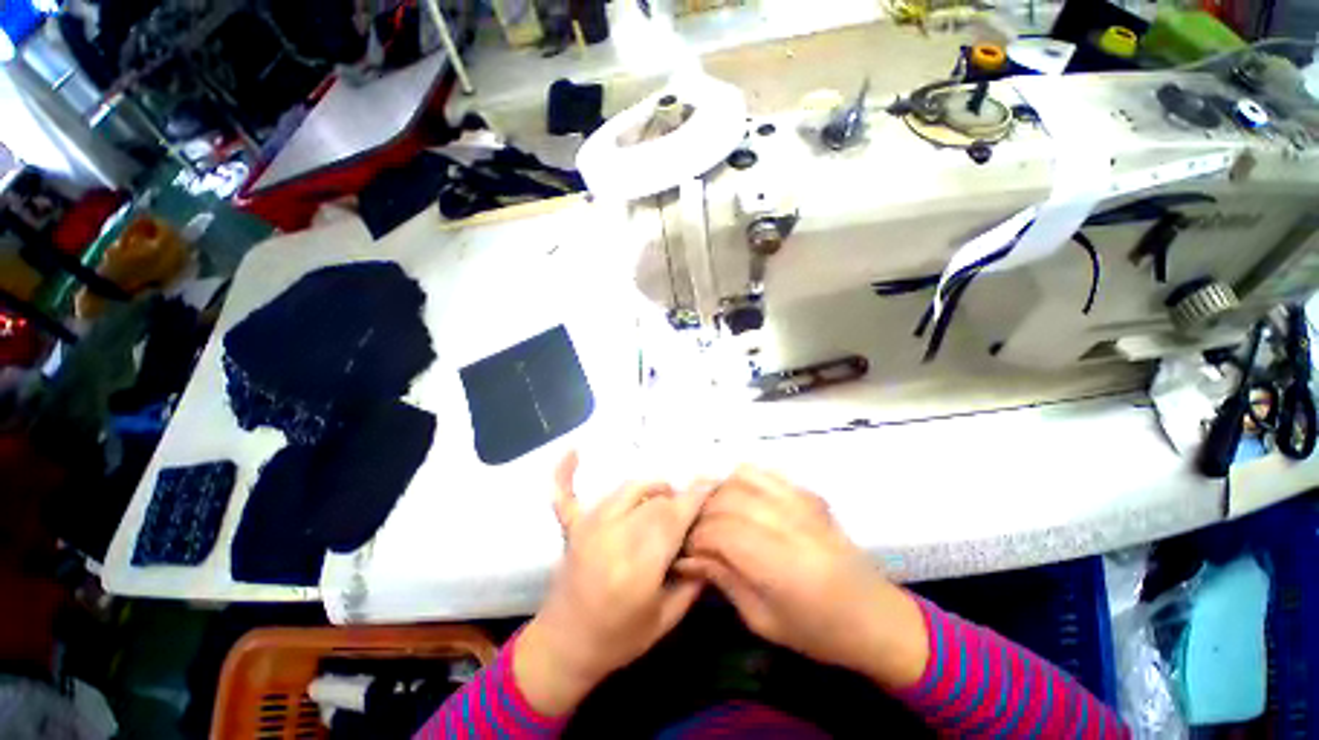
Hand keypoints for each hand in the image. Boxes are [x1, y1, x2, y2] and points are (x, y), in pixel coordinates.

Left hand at [515, 452, 710, 716]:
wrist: (563, 647)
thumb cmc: (618, 640)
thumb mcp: (665, 620)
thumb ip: (692, 581)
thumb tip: (708, 543)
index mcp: (638, 566)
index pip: (674, 517)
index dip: (696, 496)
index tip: (713, 481)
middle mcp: (612, 536)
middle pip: (656, 500)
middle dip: (677, 500)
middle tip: (687, 513)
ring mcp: (588, 528)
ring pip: (628, 489)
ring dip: (651, 489)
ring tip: (662, 501)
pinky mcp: (572, 527)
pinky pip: (566, 494)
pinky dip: (566, 473)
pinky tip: (572, 449)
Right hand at [678, 466, 928, 690]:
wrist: (876, 616)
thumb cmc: (818, 632)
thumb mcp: (763, 620)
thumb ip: (723, 579)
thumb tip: (686, 556)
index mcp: (781, 565)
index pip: (720, 531)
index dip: (695, 538)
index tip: (685, 551)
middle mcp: (790, 523)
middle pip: (726, 500)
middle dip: (701, 515)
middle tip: (694, 534)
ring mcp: (801, 502)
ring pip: (740, 478)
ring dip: (718, 494)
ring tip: (712, 515)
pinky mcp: (807, 493)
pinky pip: (763, 473)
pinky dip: (740, 481)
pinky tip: (738, 501)